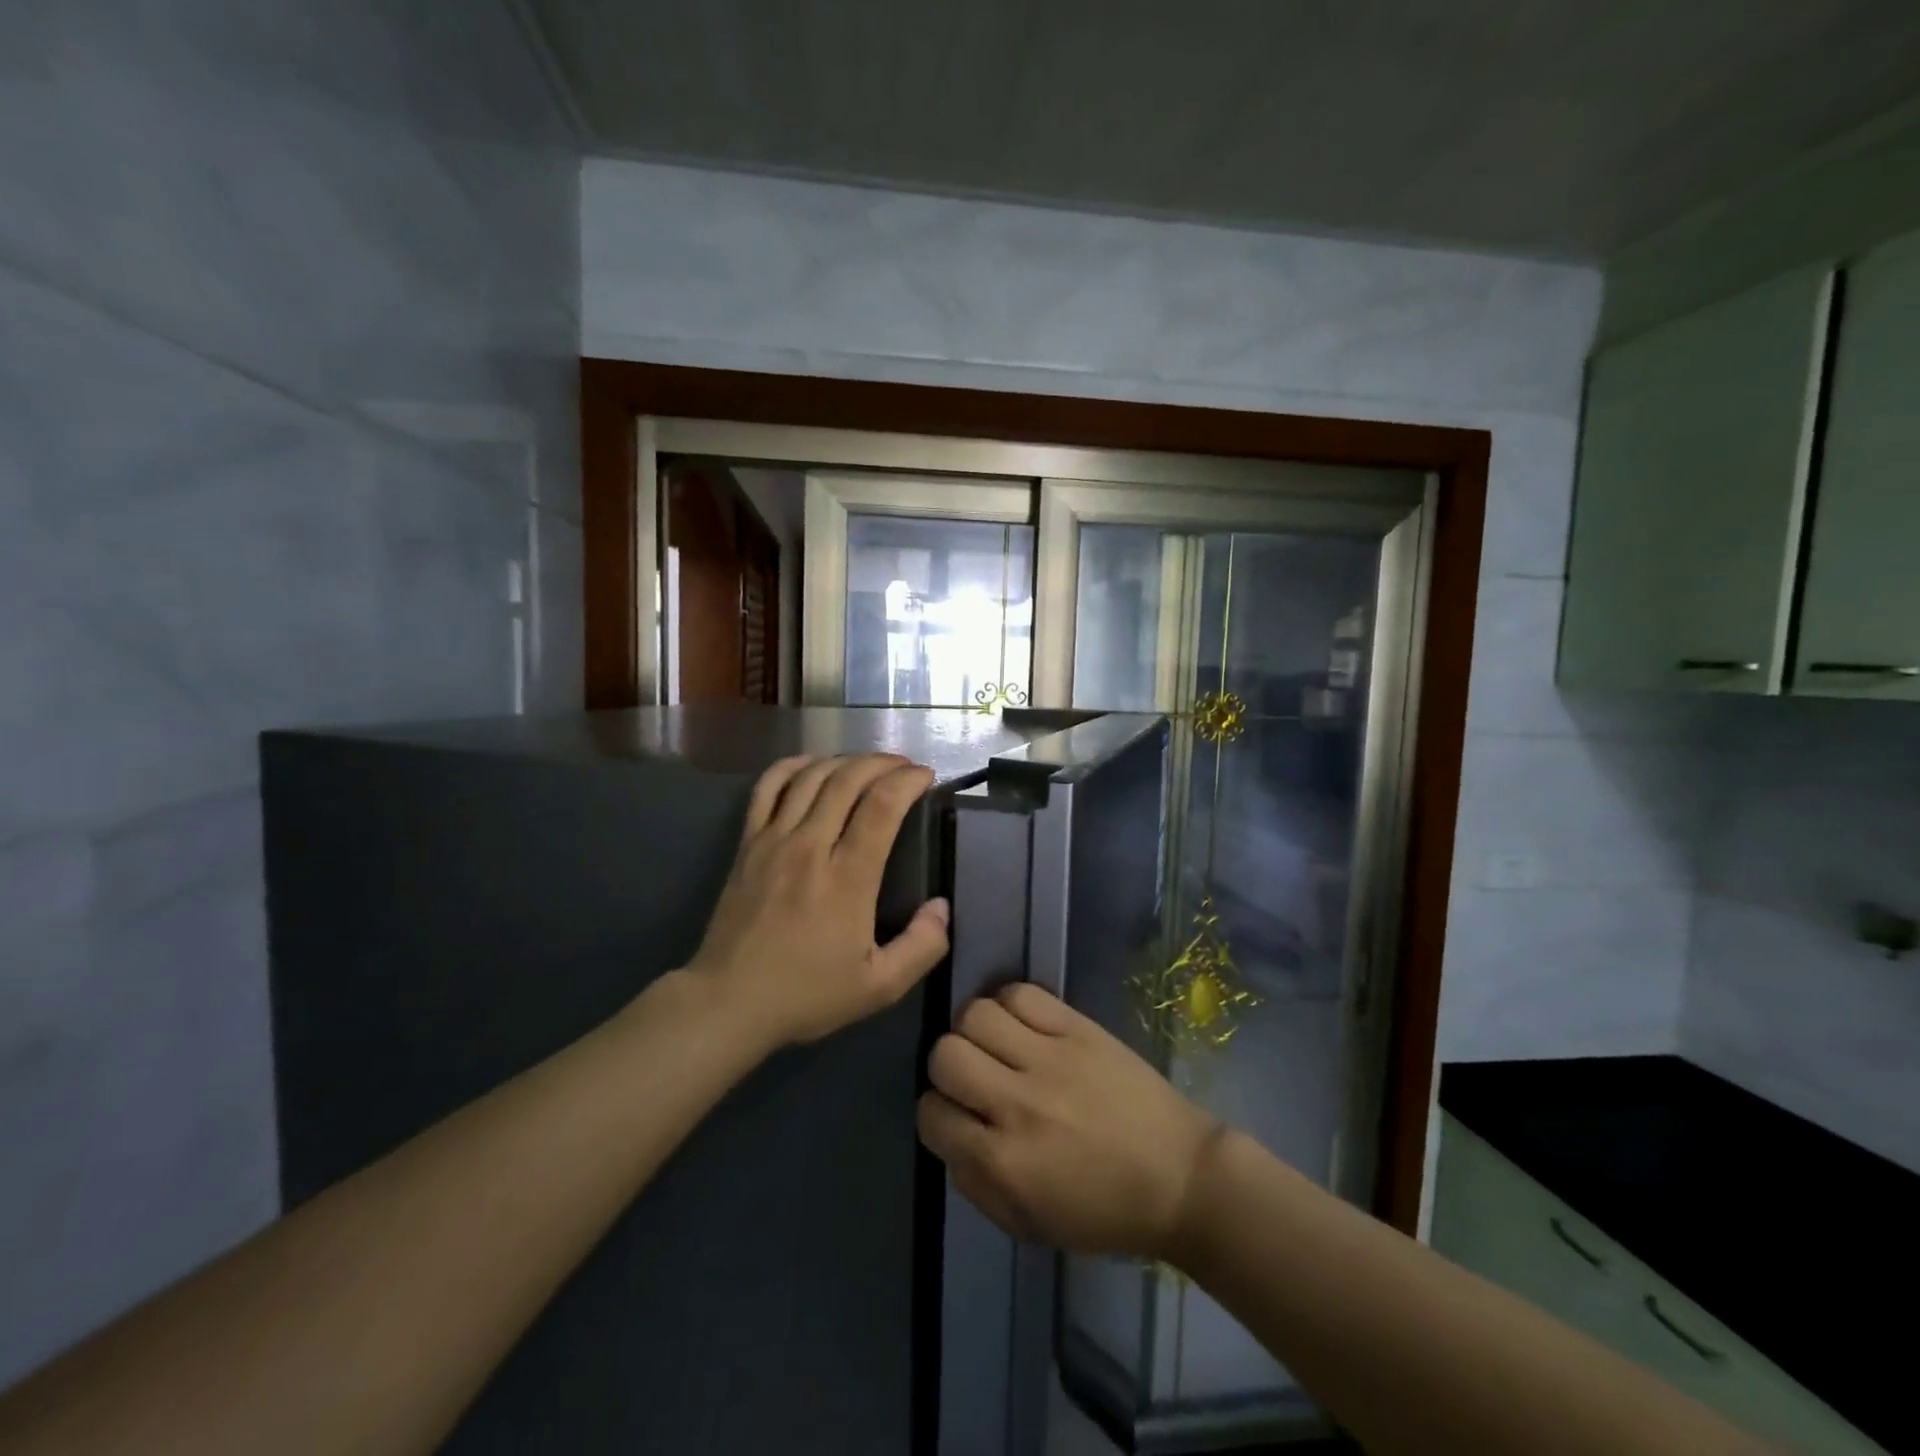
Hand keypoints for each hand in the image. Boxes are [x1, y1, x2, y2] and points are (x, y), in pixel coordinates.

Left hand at [684, 753, 951, 1049]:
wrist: (729, 1001)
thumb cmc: (807, 995)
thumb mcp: (879, 987)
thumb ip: (921, 947)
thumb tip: (942, 906)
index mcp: (847, 878)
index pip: (882, 806)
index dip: (908, 781)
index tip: (926, 777)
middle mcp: (811, 846)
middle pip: (849, 779)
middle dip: (883, 763)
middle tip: (904, 767)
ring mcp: (774, 840)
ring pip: (812, 776)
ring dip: (845, 760)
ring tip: (867, 765)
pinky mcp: (748, 843)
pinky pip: (768, 788)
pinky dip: (793, 766)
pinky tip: (812, 765)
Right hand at [916, 983, 1220, 1259]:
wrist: (1181, 1178)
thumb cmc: (1104, 1212)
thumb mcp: (1028, 1223)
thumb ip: (974, 1182)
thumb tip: (947, 1133)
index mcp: (1004, 1164)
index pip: (931, 1114)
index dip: (936, 1113)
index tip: (955, 1113)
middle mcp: (1018, 1105)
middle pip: (945, 1055)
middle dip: (947, 1066)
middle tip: (973, 1076)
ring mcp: (1050, 1059)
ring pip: (975, 1015)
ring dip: (974, 1029)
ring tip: (996, 1043)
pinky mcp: (1078, 1028)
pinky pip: (1021, 993)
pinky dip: (1009, 1003)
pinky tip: (1022, 1024)